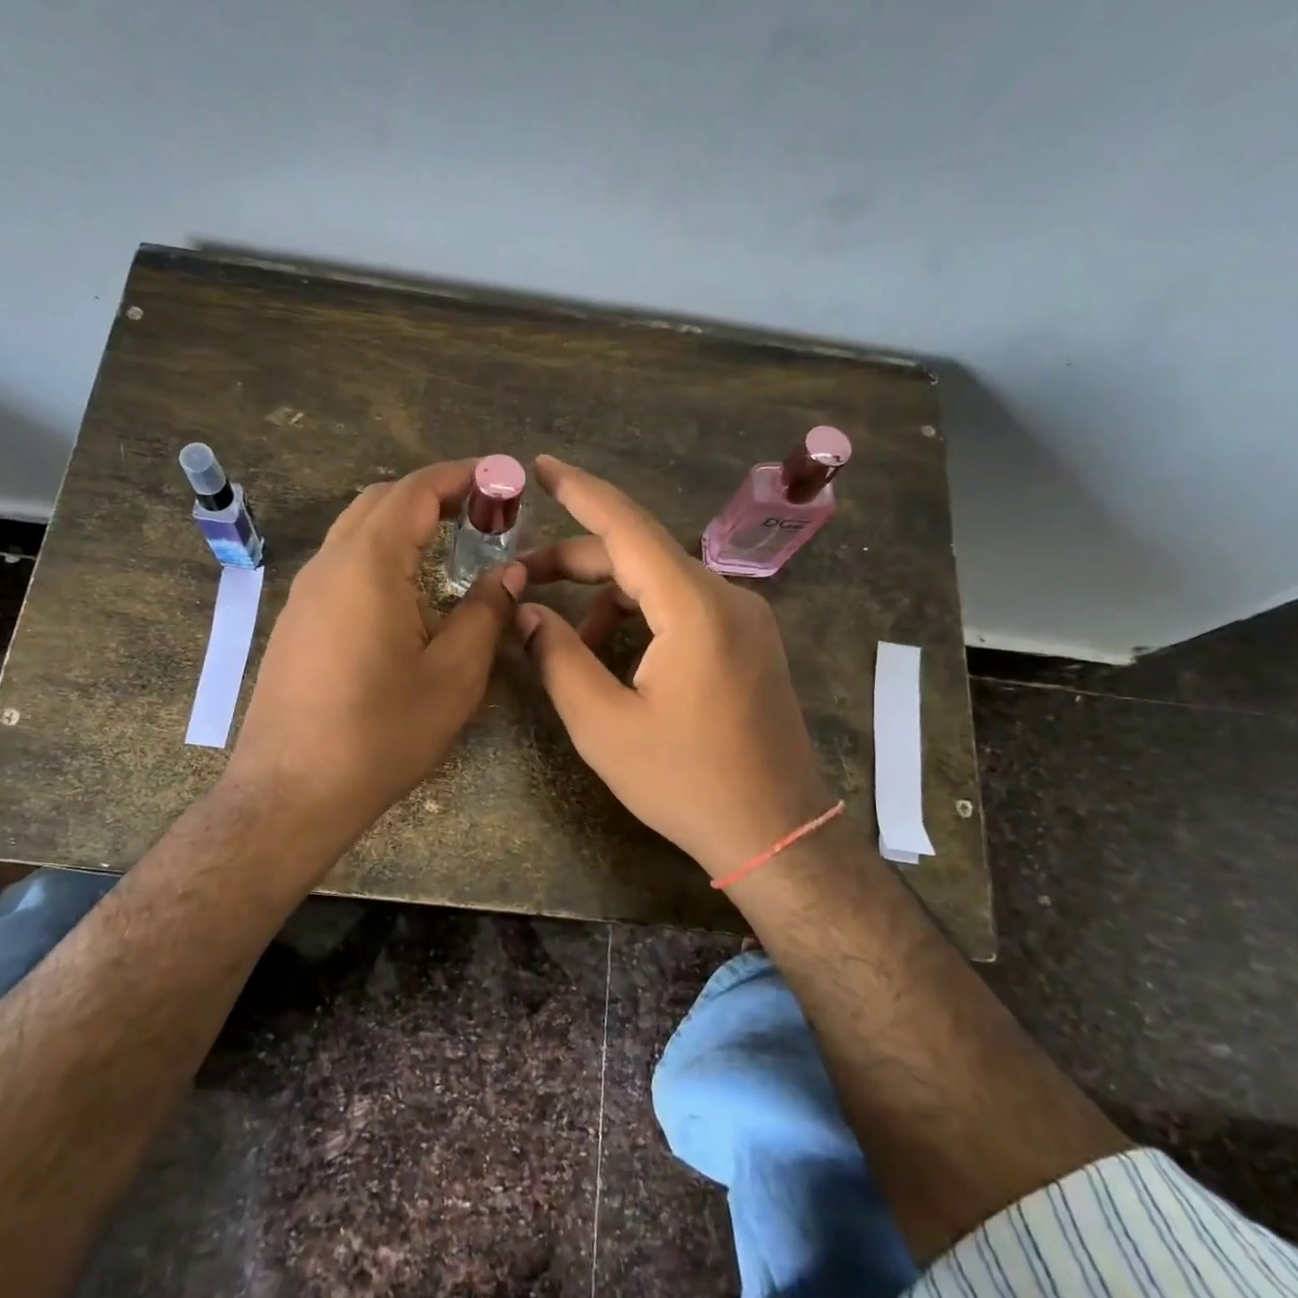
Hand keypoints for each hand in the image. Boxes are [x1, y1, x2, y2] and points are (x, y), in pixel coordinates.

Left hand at [226, 459, 523, 858]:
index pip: (416, 490)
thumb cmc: (381, 734)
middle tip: (483, 513)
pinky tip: (408, 590)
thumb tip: (508, 574)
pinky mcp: (296, 621)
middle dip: (434, 494)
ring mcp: (305, 593)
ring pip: (357, 530)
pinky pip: (342, 564)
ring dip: (405, 522)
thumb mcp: (454, 676)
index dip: (462, 476)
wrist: (291, 792)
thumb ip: (485, 613)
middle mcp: (330, 564)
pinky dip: (381, 552)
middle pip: (381, 500)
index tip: (503, 478)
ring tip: (452, 544)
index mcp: (370, 565)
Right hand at [516, 455, 834, 882]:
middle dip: (577, 562)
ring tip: (568, 646)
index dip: (579, 492)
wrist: (776, 832)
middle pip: (640, 555)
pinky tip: (616, 658)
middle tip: (522, 580)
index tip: (540, 465)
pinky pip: (684, 608)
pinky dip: (640, 618)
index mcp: (693, 608)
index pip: (627, 527)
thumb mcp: (603, 725)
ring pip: (660, 583)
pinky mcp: (749, 642)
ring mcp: (745, 619)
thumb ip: (557, 658)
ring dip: (607, 599)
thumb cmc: (685, 782)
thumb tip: (525, 612)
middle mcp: (726, 597)